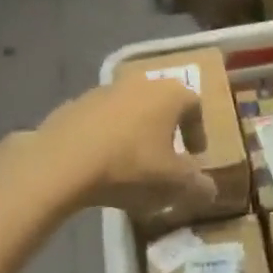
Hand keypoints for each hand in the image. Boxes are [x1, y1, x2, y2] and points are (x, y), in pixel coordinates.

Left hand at [29, 76, 217, 220]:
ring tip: (130, 164)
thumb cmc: (131, 166)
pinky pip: (99, 121)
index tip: (195, 156)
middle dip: (165, 130)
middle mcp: (140, 83)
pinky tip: (99, 164)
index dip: (198, 132)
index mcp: (170, 94)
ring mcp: (103, 90)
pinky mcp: (73, 105)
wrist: (62, 162)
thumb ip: (198, 186)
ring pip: (129, 110)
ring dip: (134, 132)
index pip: (195, 106)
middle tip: (165, 158)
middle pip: (161, 104)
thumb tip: (209, 190)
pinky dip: (105, 137)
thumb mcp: (174, 184)